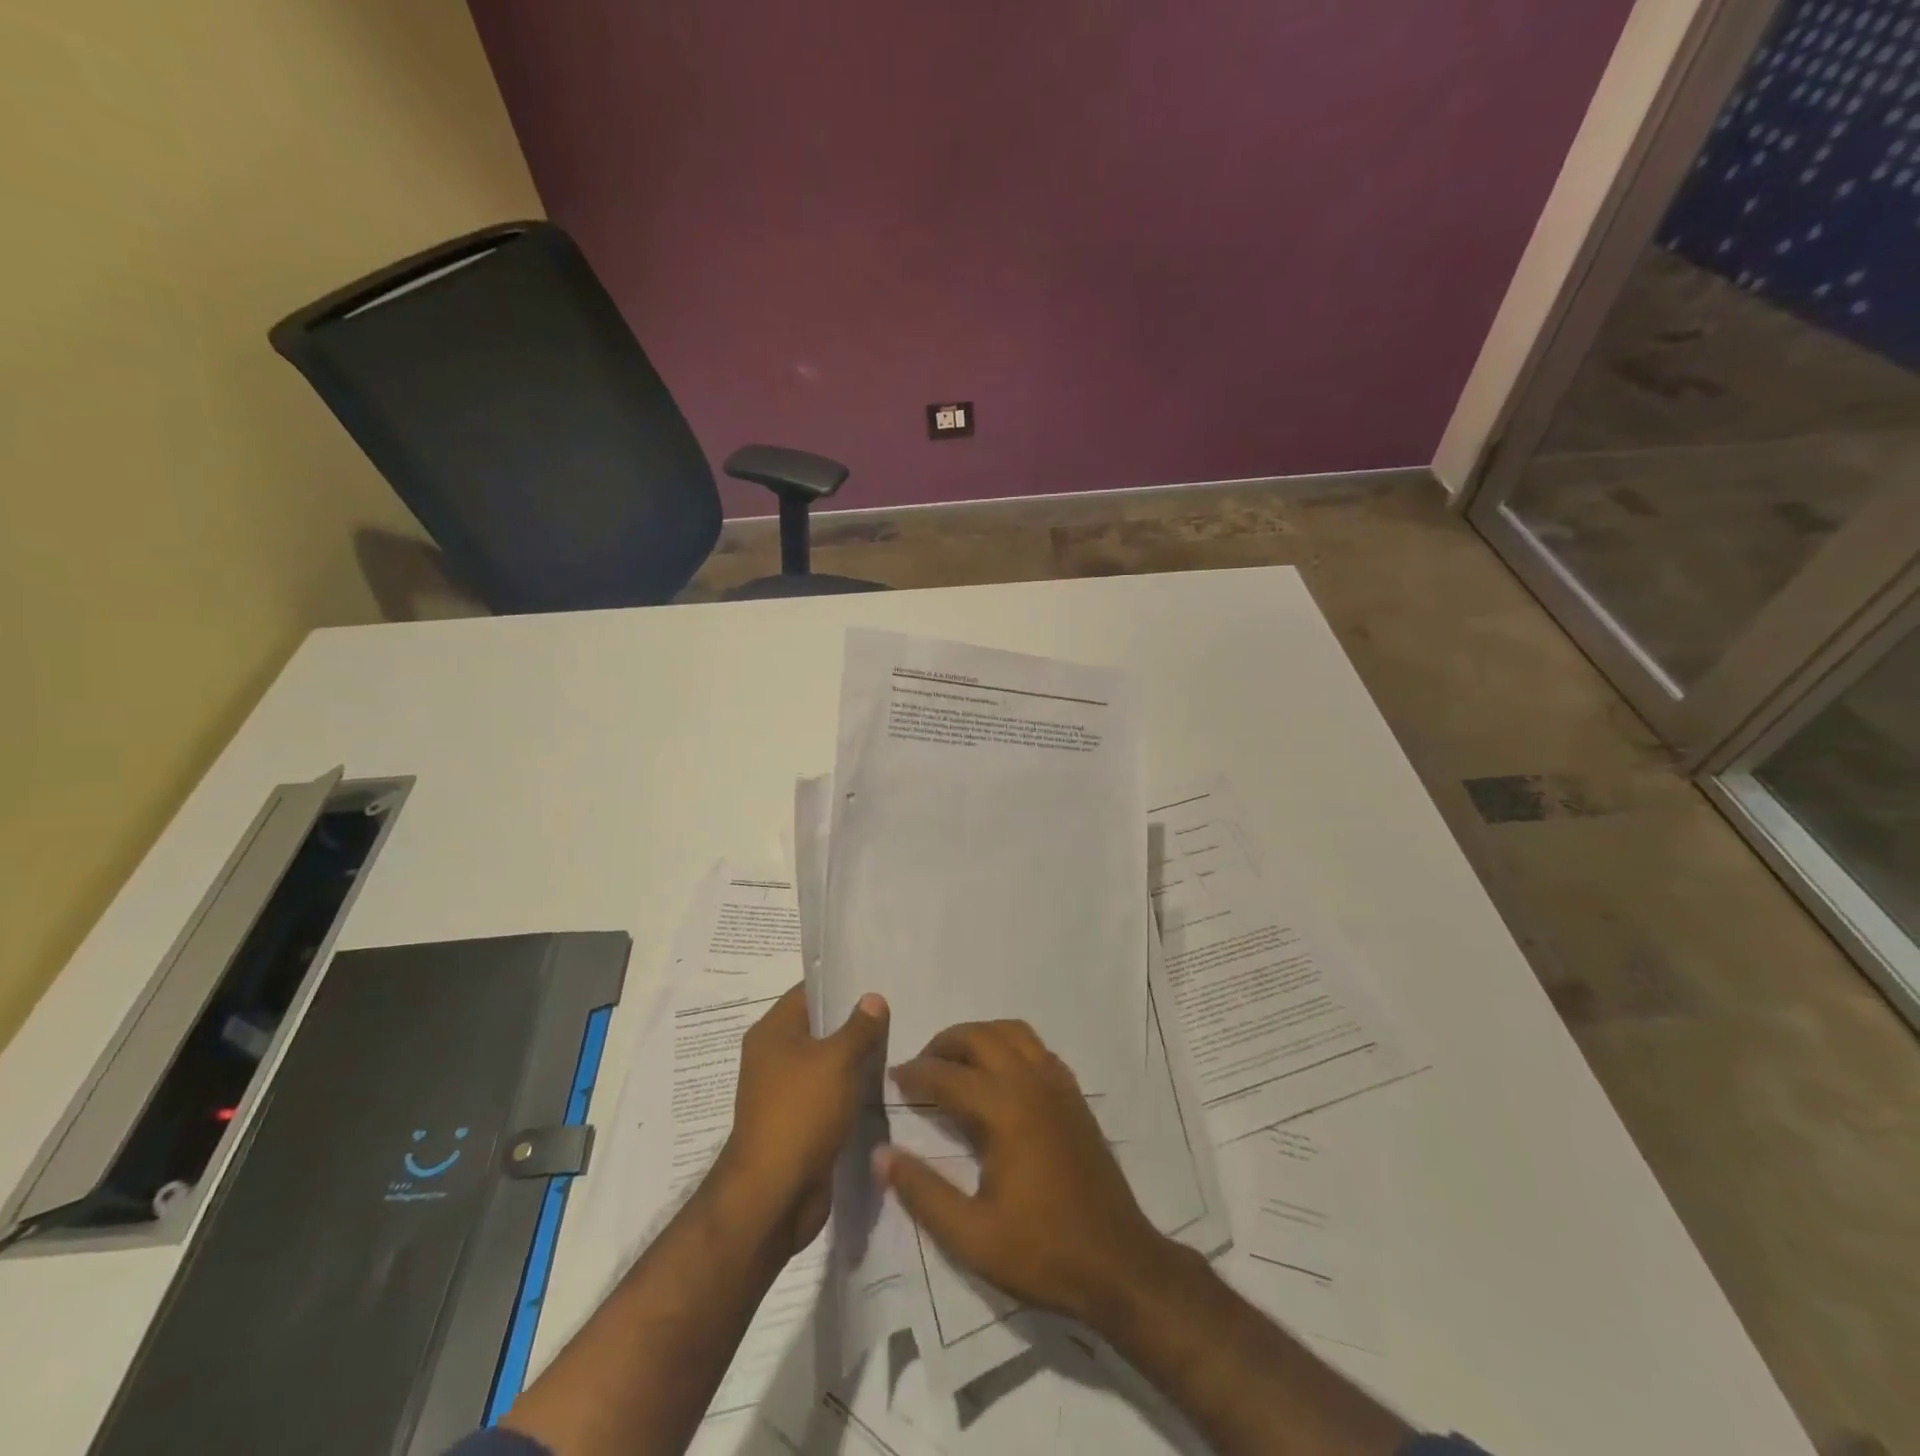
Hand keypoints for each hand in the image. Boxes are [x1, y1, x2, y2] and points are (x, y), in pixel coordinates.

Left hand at [715, 985, 887, 1256]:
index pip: (808, 992)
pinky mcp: (799, 1123)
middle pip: (818, 1027)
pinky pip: (828, 1094)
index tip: (877, 977)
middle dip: (854, 1021)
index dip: (840, 982)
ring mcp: (784, 1093)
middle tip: (896, 1010)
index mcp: (773, 1032)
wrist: (774, 1196)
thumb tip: (873, 998)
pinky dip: (851, 1089)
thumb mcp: (837, 1060)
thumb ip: (859, 1027)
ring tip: (897, 1044)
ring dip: (855, 1058)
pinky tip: (883, 1085)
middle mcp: (773, 1057)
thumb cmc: (801, 1112)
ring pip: (826, 1063)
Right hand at [875, 1019, 1169, 1329]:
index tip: (892, 1079)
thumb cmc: (1042, 1251)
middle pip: (980, 1036)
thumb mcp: (971, 1236)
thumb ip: (923, 1192)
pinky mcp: (1074, 1095)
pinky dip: (1010, 1045)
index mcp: (1004, 1110)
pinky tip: (1000, 1075)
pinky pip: (1037, 1048)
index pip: (947, 1075)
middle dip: (945, 1043)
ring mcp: (1058, 1084)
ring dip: (979, 1036)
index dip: (915, 1074)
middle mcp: (1031, 1082)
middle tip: (921, 1067)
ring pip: (1013, 1032)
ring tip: (957, 1062)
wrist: (1119, 1263)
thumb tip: (882, 1154)